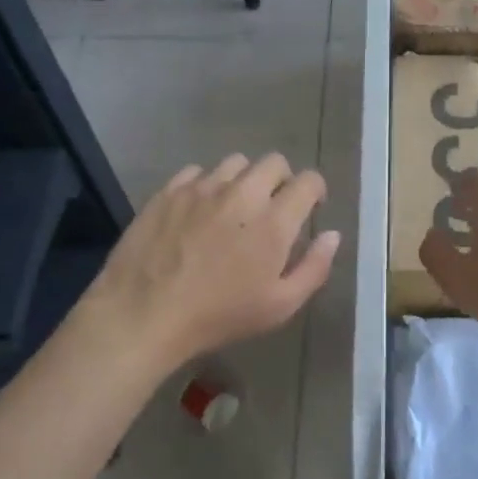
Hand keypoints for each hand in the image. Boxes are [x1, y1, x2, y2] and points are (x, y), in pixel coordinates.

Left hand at [80, 153, 340, 373]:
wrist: (145, 313)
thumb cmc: (219, 316)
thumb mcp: (280, 306)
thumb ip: (313, 267)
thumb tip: (332, 235)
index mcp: (274, 221)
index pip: (308, 181)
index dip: (315, 190)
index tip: (309, 207)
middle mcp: (242, 193)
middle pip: (274, 162)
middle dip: (282, 179)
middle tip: (273, 207)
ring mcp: (202, 188)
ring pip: (234, 163)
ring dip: (244, 179)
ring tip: (234, 207)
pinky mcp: (169, 191)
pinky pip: (196, 172)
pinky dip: (206, 185)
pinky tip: (199, 210)